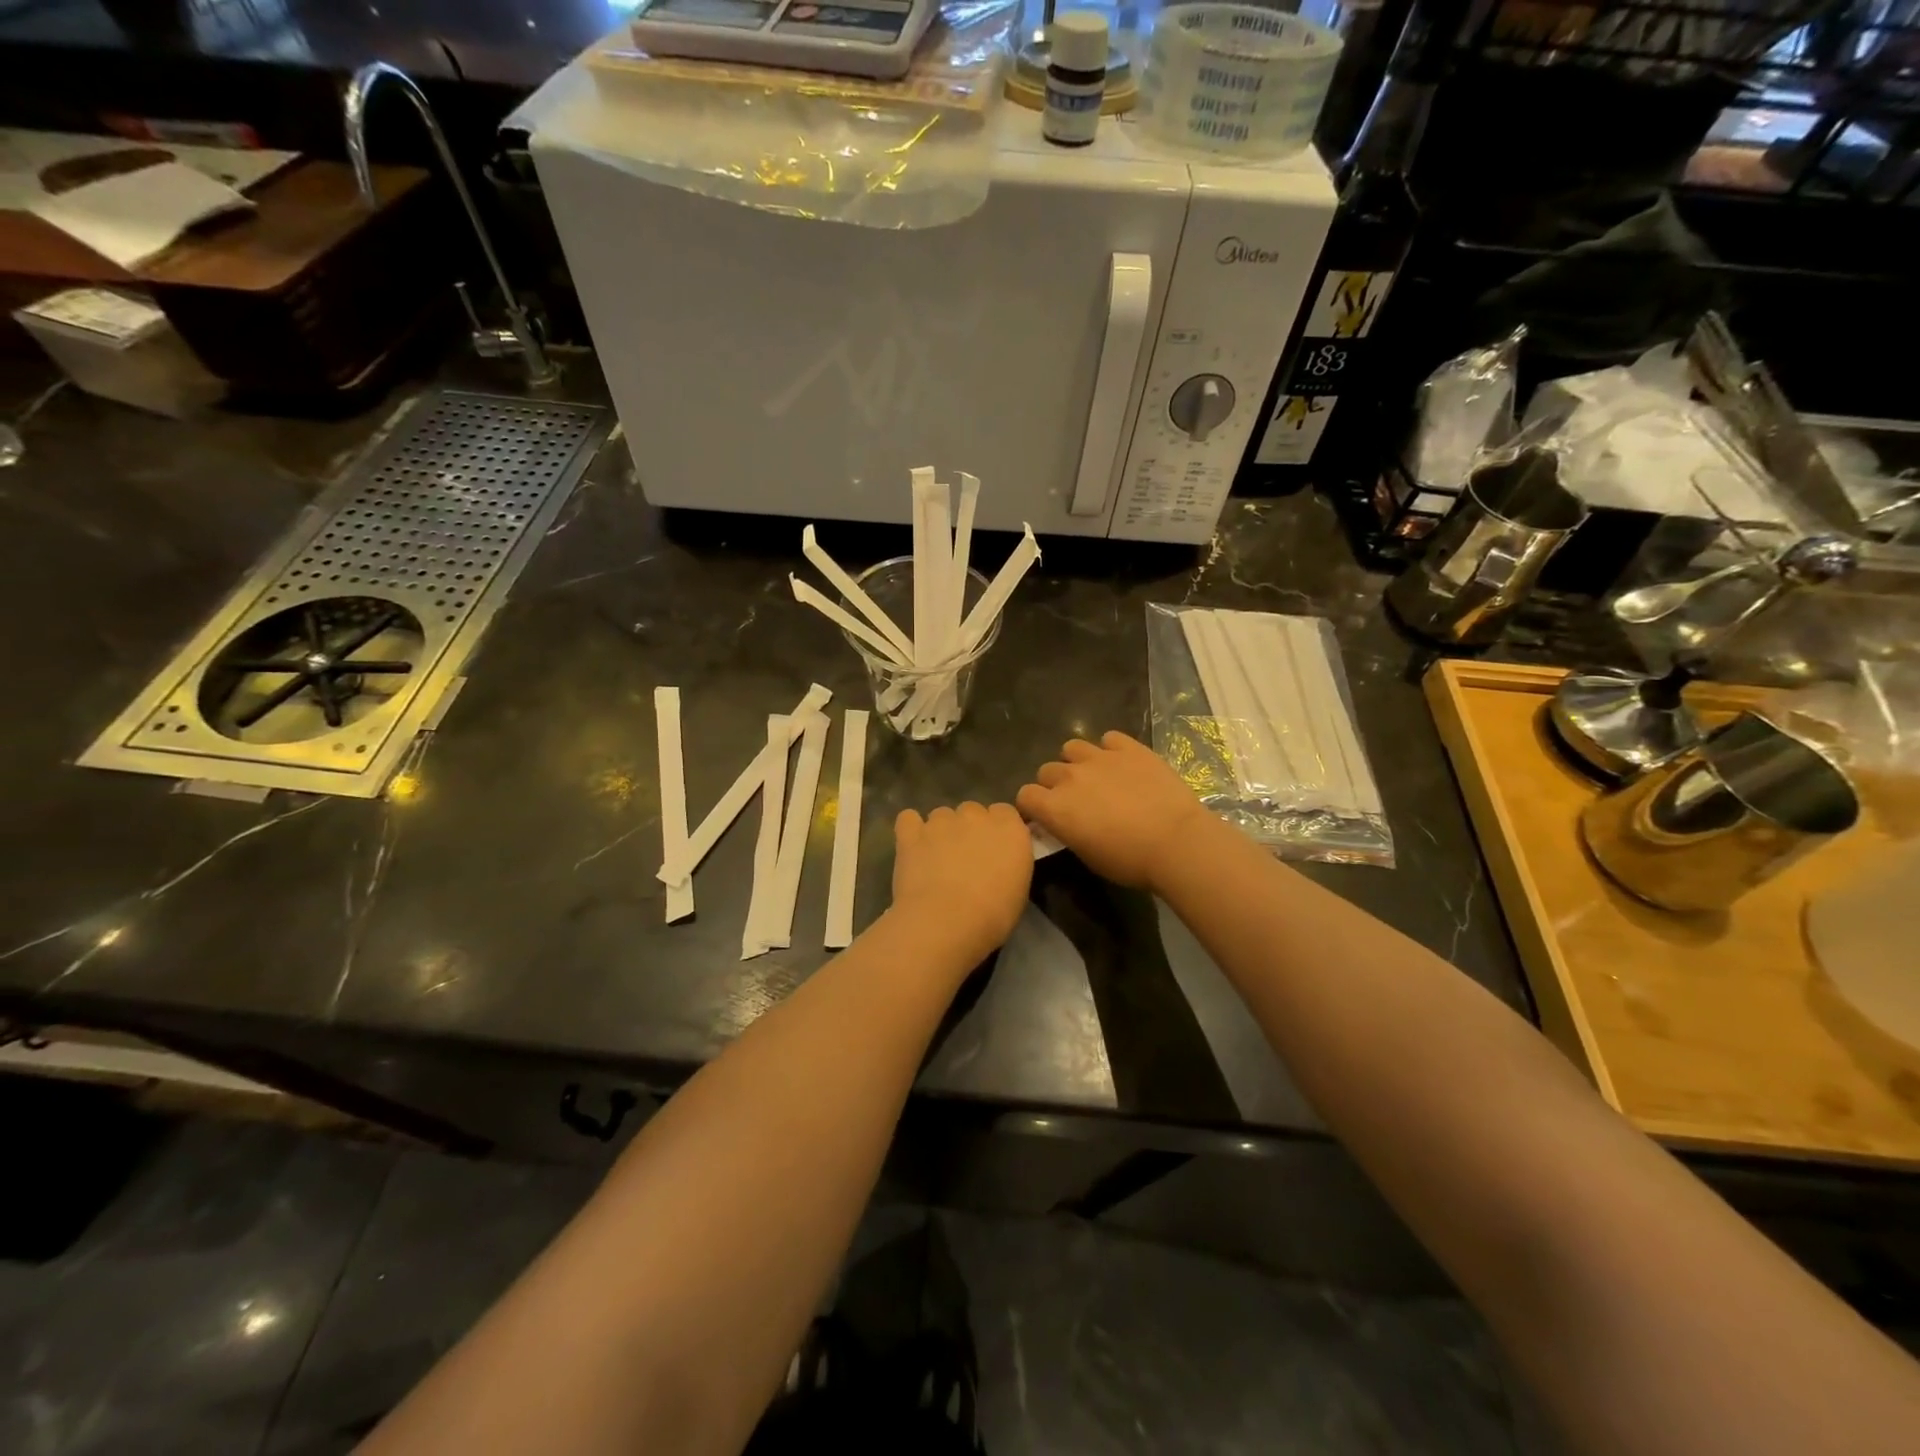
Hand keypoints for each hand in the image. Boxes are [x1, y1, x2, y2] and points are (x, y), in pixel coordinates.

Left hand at [890, 802, 1032, 965]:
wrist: (947, 922)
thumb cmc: (992, 916)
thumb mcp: (1018, 891)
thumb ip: (1009, 864)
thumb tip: (997, 865)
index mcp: (1009, 828)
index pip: (1004, 813)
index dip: (996, 830)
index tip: (993, 851)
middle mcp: (976, 816)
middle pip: (972, 811)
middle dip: (968, 830)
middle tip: (964, 859)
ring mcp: (941, 821)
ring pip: (941, 815)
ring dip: (940, 832)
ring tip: (935, 861)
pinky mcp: (912, 832)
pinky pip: (908, 819)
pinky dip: (910, 830)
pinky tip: (912, 848)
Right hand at [1016, 731, 1213, 890]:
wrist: (1176, 842)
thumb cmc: (1129, 861)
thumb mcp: (1087, 856)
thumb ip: (1067, 832)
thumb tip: (1064, 824)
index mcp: (1055, 807)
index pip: (1025, 795)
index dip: (1033, 806)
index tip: (1046, 816)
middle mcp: (1070, 776)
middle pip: (1046, 770)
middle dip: (1055, 784)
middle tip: (1075, 800)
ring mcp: (1100, 757)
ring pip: (1072, 748)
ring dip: (1077, 762)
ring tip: (1095, 775)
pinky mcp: (1129, 748)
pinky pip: (1109, 739)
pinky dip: (1111, 749)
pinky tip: (1123, 764)